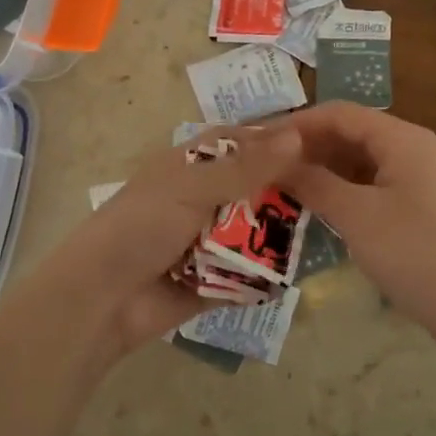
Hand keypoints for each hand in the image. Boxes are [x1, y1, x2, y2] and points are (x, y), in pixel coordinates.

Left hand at [25, 126, 303, 358]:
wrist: (102, 298)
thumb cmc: (141, 226)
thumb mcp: (192, 187)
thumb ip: (245, 166)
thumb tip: (296, 137)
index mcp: (190, 167)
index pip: (240, 143)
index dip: (275, 142)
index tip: (320, 146)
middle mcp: (202, 200)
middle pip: (254, 189)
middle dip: (286, 192)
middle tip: (333, 193)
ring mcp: (207, 242)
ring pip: (255, 232)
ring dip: (280, 234)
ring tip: (328, 231)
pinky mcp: (213, 282)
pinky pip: (248, 275)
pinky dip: (267, 275)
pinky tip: (301, 272)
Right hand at [276, 103, 435, 331]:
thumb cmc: (417, 253)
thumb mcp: (357, 216)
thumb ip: (314, 183)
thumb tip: (276, 162)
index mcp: (401, 139)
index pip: (339, 114)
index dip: (296, 123)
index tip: (258, 141)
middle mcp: (412, 150)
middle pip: (350, 135)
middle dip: (307, 148)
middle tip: (264, 167)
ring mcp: (419, 181)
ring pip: (360, 164)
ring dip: (323, 172)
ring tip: (282, 187)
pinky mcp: (420, 210)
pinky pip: (372, 188)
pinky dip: (343, 193)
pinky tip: (318, 210)